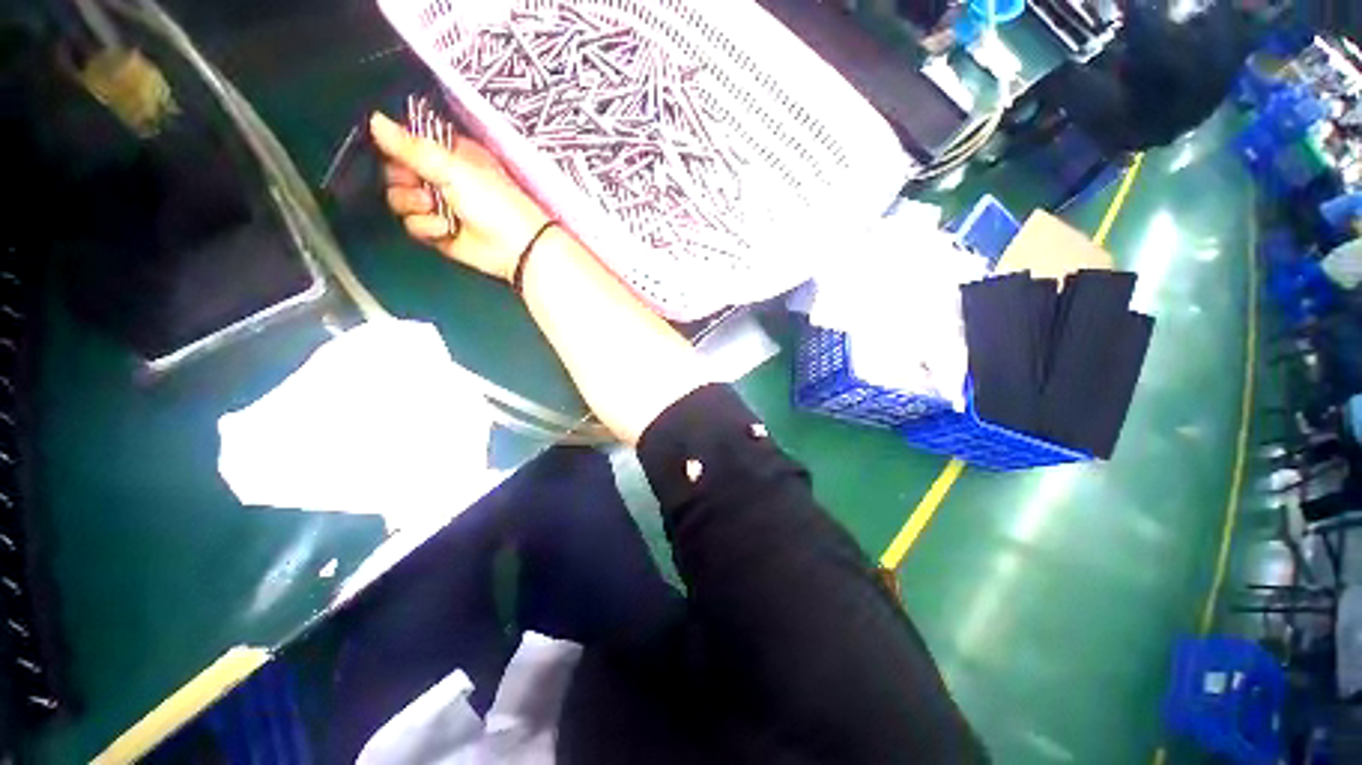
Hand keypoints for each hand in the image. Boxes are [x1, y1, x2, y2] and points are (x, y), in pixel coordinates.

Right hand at [370, 112, 550, 282]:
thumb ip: (412, 147)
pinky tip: (447, 230)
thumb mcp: (454, 168)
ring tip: (437, 210)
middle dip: (404, 180)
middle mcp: (441, 177)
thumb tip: (374, 119)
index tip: (402, 156)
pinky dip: (426, 228)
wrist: (516, 247)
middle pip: (395, 172)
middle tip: (424, 187)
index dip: (398, 149)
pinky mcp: (438, 232)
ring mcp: (438, 206)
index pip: (407, 143)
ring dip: (414, 206)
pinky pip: (413, 226)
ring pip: (399, 200)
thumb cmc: (494, 202)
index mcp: (448, 154)